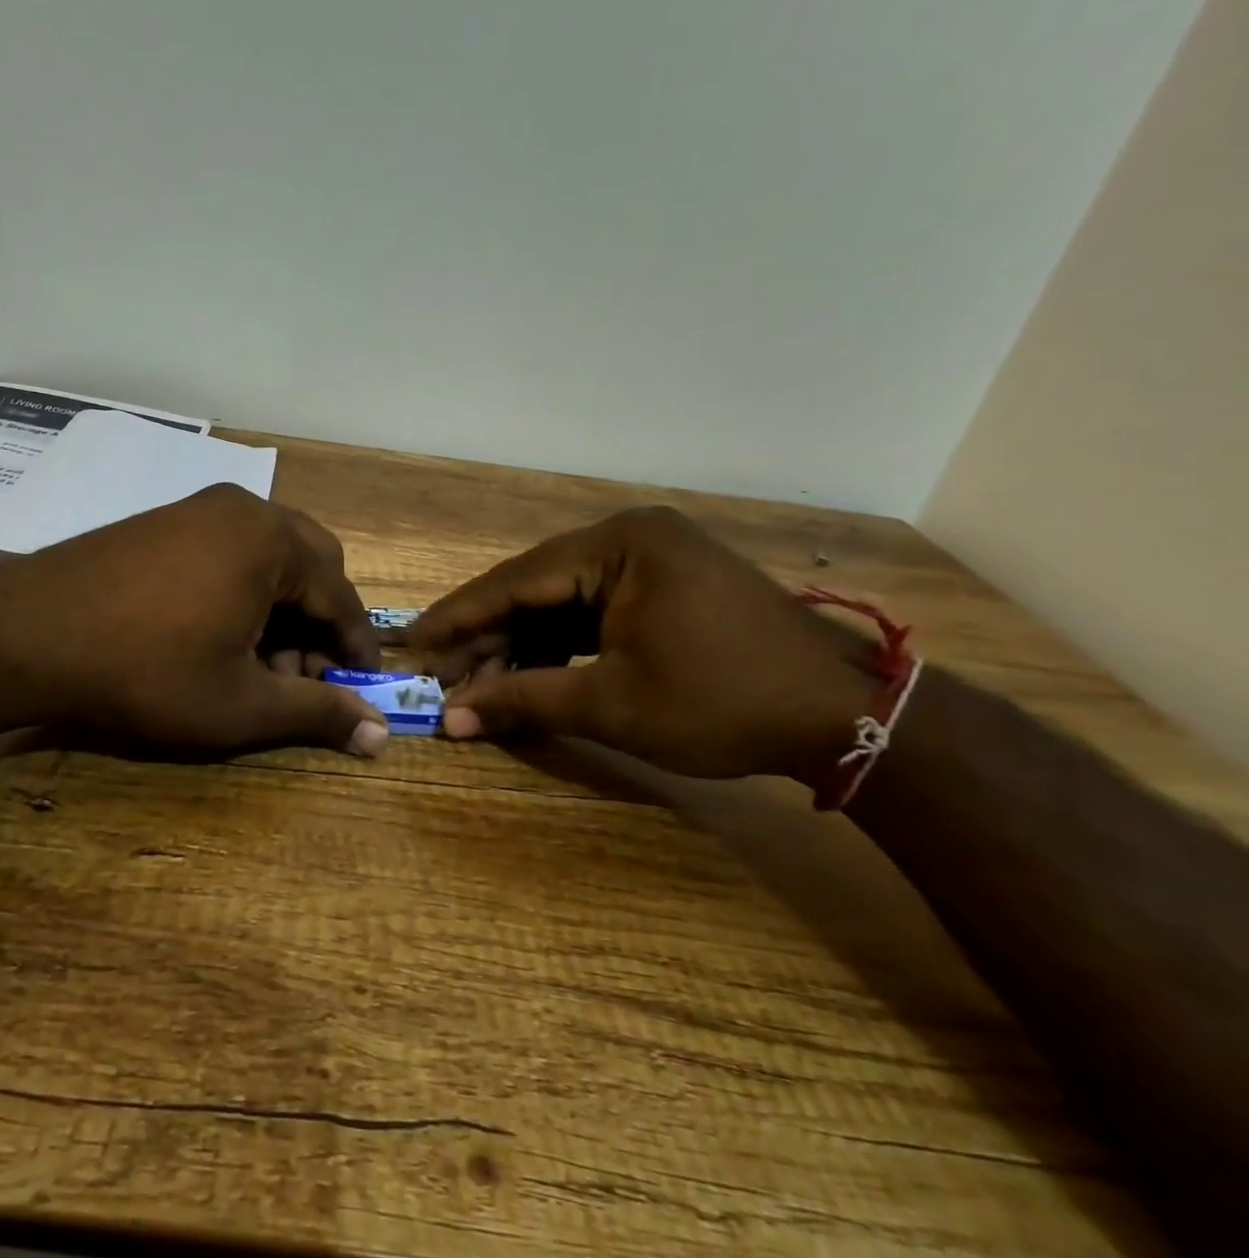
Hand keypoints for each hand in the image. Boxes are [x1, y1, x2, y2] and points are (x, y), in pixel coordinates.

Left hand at [0, 484, 388, 755]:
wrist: (27, 632)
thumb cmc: (146, 670)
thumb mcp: (240, 704)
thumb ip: (316, 714)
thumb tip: (378, 735)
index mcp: (273, 541)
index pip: (340, 595)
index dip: (356, 647)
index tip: (363, 688)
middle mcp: (244, 509)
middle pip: (311, 565)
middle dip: (318, 623)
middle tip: (304, 676)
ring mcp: (200, 508)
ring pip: (269, 557)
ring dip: (281, 609)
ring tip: (257, 665)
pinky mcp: (167, 519)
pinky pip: (230, 550)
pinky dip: (244, 591)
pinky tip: (219, 636)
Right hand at [410, 506, 879, 780]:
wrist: (846, 718)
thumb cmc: (723, 702)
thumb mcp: (612, 704)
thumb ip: (525, 701)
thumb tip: (451, 719)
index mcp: (618, 545)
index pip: (515, 581)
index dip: (458, 617)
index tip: (411, 642)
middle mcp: (628, 539)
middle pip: (535, 589)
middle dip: (487, 637)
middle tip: (440, 676)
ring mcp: (648, 562)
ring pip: (559, 603)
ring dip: (520, 644)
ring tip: (477, 684)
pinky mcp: (661, 589)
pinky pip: (590, 612)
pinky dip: (557, 645)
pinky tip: (529, 675)